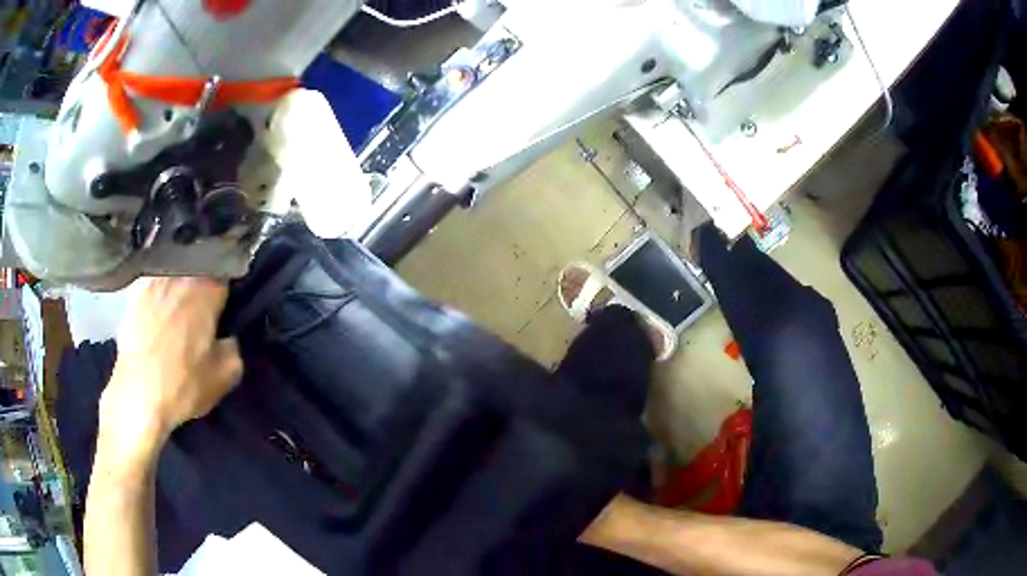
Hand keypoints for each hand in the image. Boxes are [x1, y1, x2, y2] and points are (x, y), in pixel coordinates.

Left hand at [99, 277, 242, 464]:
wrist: (137, 397)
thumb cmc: (184, 385)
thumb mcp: (226, 375)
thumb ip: (233, 346)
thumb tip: (227, 336)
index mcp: (207, 288)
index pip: (226, 270)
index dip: (228, 286)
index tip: (227, 301)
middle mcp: (179, 275)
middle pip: (197, 268)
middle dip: (203, 281)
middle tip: (205, 306)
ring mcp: (152, 282)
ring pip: (173, 274)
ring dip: (178, 285)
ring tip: (179, 308)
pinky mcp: (132, 296)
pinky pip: (151, 287)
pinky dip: (157, 295)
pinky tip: (157, 314)